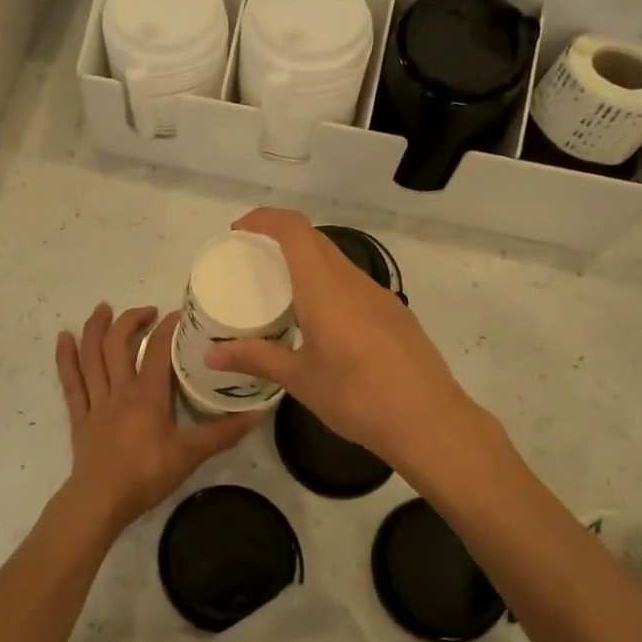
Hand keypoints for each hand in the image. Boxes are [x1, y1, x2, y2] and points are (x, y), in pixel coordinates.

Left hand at [55, 304, 256, 532]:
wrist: (101, 501)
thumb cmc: (146, 475)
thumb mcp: (191, 455)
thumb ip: (223, 434)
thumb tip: (256, 415)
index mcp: (147, 395)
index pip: (158, 350)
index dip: (168, 327)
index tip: (179, 314)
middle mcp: (119, 390)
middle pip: (118, 344)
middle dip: (131, 320)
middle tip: (147, 311)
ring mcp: (96, 401)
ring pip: (91, 356)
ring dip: (95, 328)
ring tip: (102, 308)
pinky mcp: (80, 415)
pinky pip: (70, 381)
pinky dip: (65, 358)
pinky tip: (63, 338)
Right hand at [205, 209, 488, 477]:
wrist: (430, 422)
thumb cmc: (357, 397)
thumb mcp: (300, 380)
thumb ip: (256, 359)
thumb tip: (211, 356)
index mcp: (325, 287)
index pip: (294, 229)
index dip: (265, 219)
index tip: (239, 232)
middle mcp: (353, 281)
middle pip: (315, 240)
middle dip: (281, 238)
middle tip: (251, 262)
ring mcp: (379, 296)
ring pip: (337, 262)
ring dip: (307, 263)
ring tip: (281, 291)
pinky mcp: (395, 314)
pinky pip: (354, 285)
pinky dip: (329, 285)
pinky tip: (321, 321)